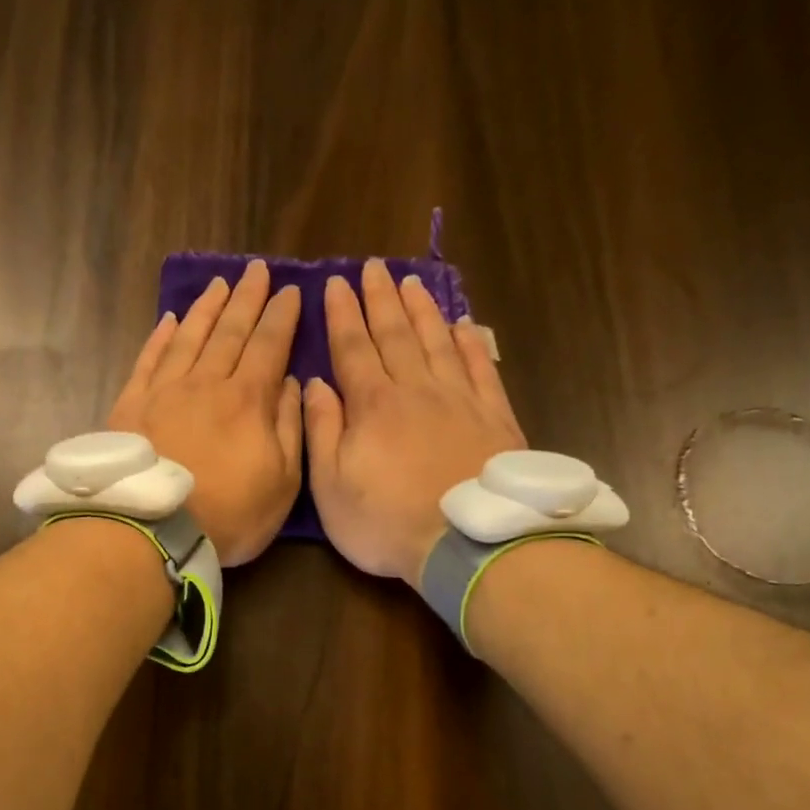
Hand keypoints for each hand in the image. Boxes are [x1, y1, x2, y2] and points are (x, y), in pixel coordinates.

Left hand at [108, 259, 302, 565]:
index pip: (269, 345)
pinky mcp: (131, 405)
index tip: (291, 290)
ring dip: (207, 309)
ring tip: (219, 284)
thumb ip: (290, 428)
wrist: (153, 530)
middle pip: (230, 331)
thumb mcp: (282, 481)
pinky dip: (161, 337)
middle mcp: (206, 383)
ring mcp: (165, 391)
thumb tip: (292, 383)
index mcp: (247, 400)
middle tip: (256, 269)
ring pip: (190, 337)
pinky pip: (149, 360)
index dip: (282, 316)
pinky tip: (170, 320)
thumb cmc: (229, 514)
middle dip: (247, 299)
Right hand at [303, 260, 524, 585]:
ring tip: (411, 283)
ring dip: (421, 310)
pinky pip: (479, 367)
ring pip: (437, 341)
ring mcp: (459, 399)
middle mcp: (416, 389)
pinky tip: (462, 325)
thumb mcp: (331, 486)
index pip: (353, 348)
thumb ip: (322, 431)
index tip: (335, 284)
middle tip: (372, 267)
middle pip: (395, 334)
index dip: (342, 315)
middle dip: (380, 299)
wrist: (467, 542)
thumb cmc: (386, 521)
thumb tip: (315, 383)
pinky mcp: (494, 416)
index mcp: (373, 405)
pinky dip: (469, 342)